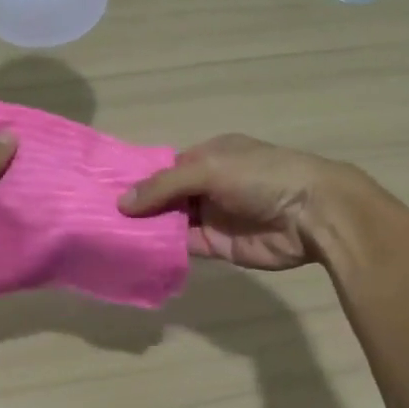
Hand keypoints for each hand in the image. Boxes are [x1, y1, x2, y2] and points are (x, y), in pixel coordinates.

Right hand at [118, 133, 362, 270]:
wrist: (311, 214)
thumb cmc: (261, 176)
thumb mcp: (209, 168)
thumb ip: (164, 185)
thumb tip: (122, 202)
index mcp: (208, 156)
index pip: (164, 168)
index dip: (137, 179)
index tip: (102, 189)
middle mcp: (207, 185)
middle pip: (164, 196)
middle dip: (137, 206)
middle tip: (96, 217)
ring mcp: (211, 216)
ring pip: (169, 222)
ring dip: (145, 228)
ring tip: (105, 235)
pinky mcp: (216, 246)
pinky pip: (182, 246)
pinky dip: (161, 248)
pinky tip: (133, 251)